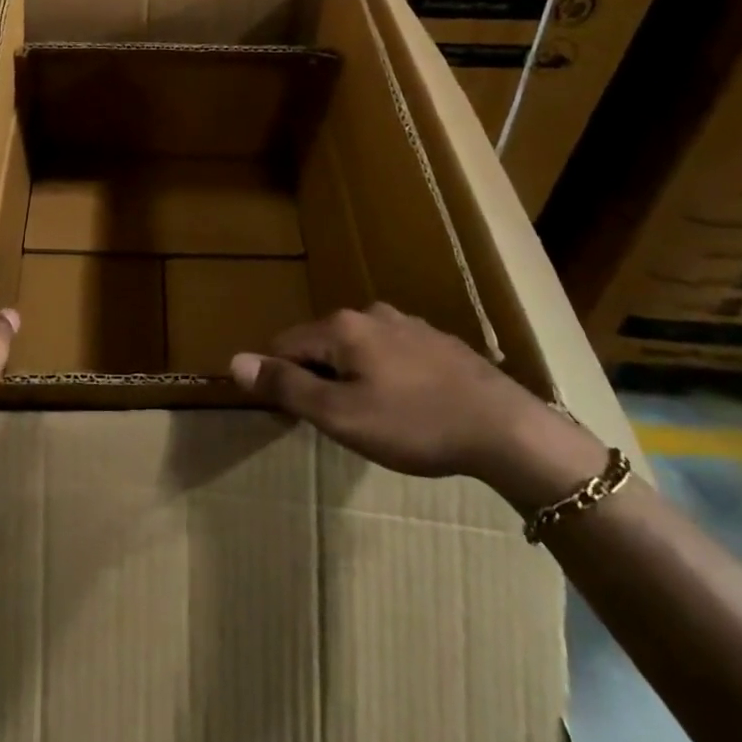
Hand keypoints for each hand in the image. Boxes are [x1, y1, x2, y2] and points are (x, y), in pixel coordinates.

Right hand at [229, 303, 545, 479]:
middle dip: (318, 377)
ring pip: (358, 347)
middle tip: (337, 423)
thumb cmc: (414, 424)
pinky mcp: (436, 340)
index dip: (281, 380)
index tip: (296, 417)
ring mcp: (407, 323)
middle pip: (322, 343)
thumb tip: (235, 360)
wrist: (505, 428)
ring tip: (372, 418)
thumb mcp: (341, 415)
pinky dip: (384, 374)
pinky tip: (408, 406)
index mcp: (341, 327)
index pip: (285, 344)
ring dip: (352, 376)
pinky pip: (390, 352)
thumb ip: (287, 386)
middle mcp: (370, 313)